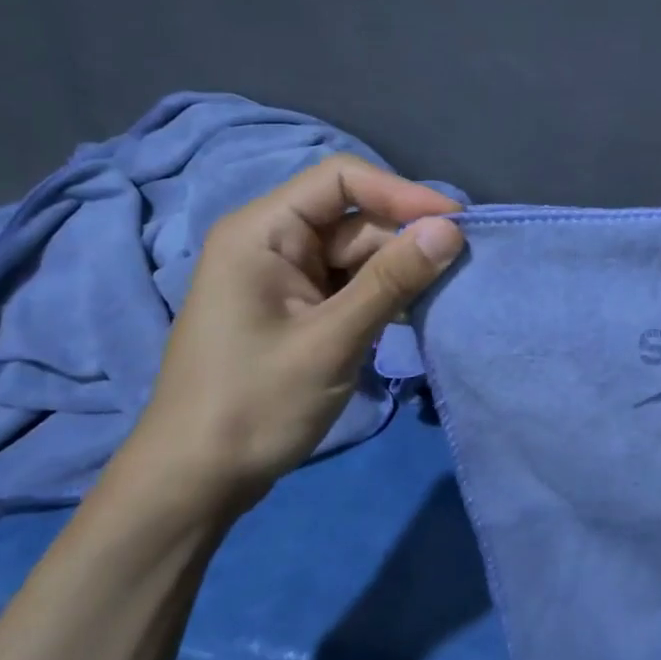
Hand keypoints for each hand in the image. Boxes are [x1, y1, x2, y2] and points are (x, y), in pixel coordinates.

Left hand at [119, 155, 463, 513]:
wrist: (197, 481)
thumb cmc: (254, 404)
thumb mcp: (331, 340)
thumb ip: (392, 280)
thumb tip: (451, 230)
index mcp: (263, 232)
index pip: (341, 179)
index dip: (402, 193)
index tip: (456, 223)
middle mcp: (274, 243)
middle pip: (356, 219)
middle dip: (406, 241)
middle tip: (463, 270)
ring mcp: (287, 278)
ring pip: (360, 255)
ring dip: (401, 273)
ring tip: (446, 295)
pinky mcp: (299, 310)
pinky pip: (352, 286)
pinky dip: (384, 296)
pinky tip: (416, 315)